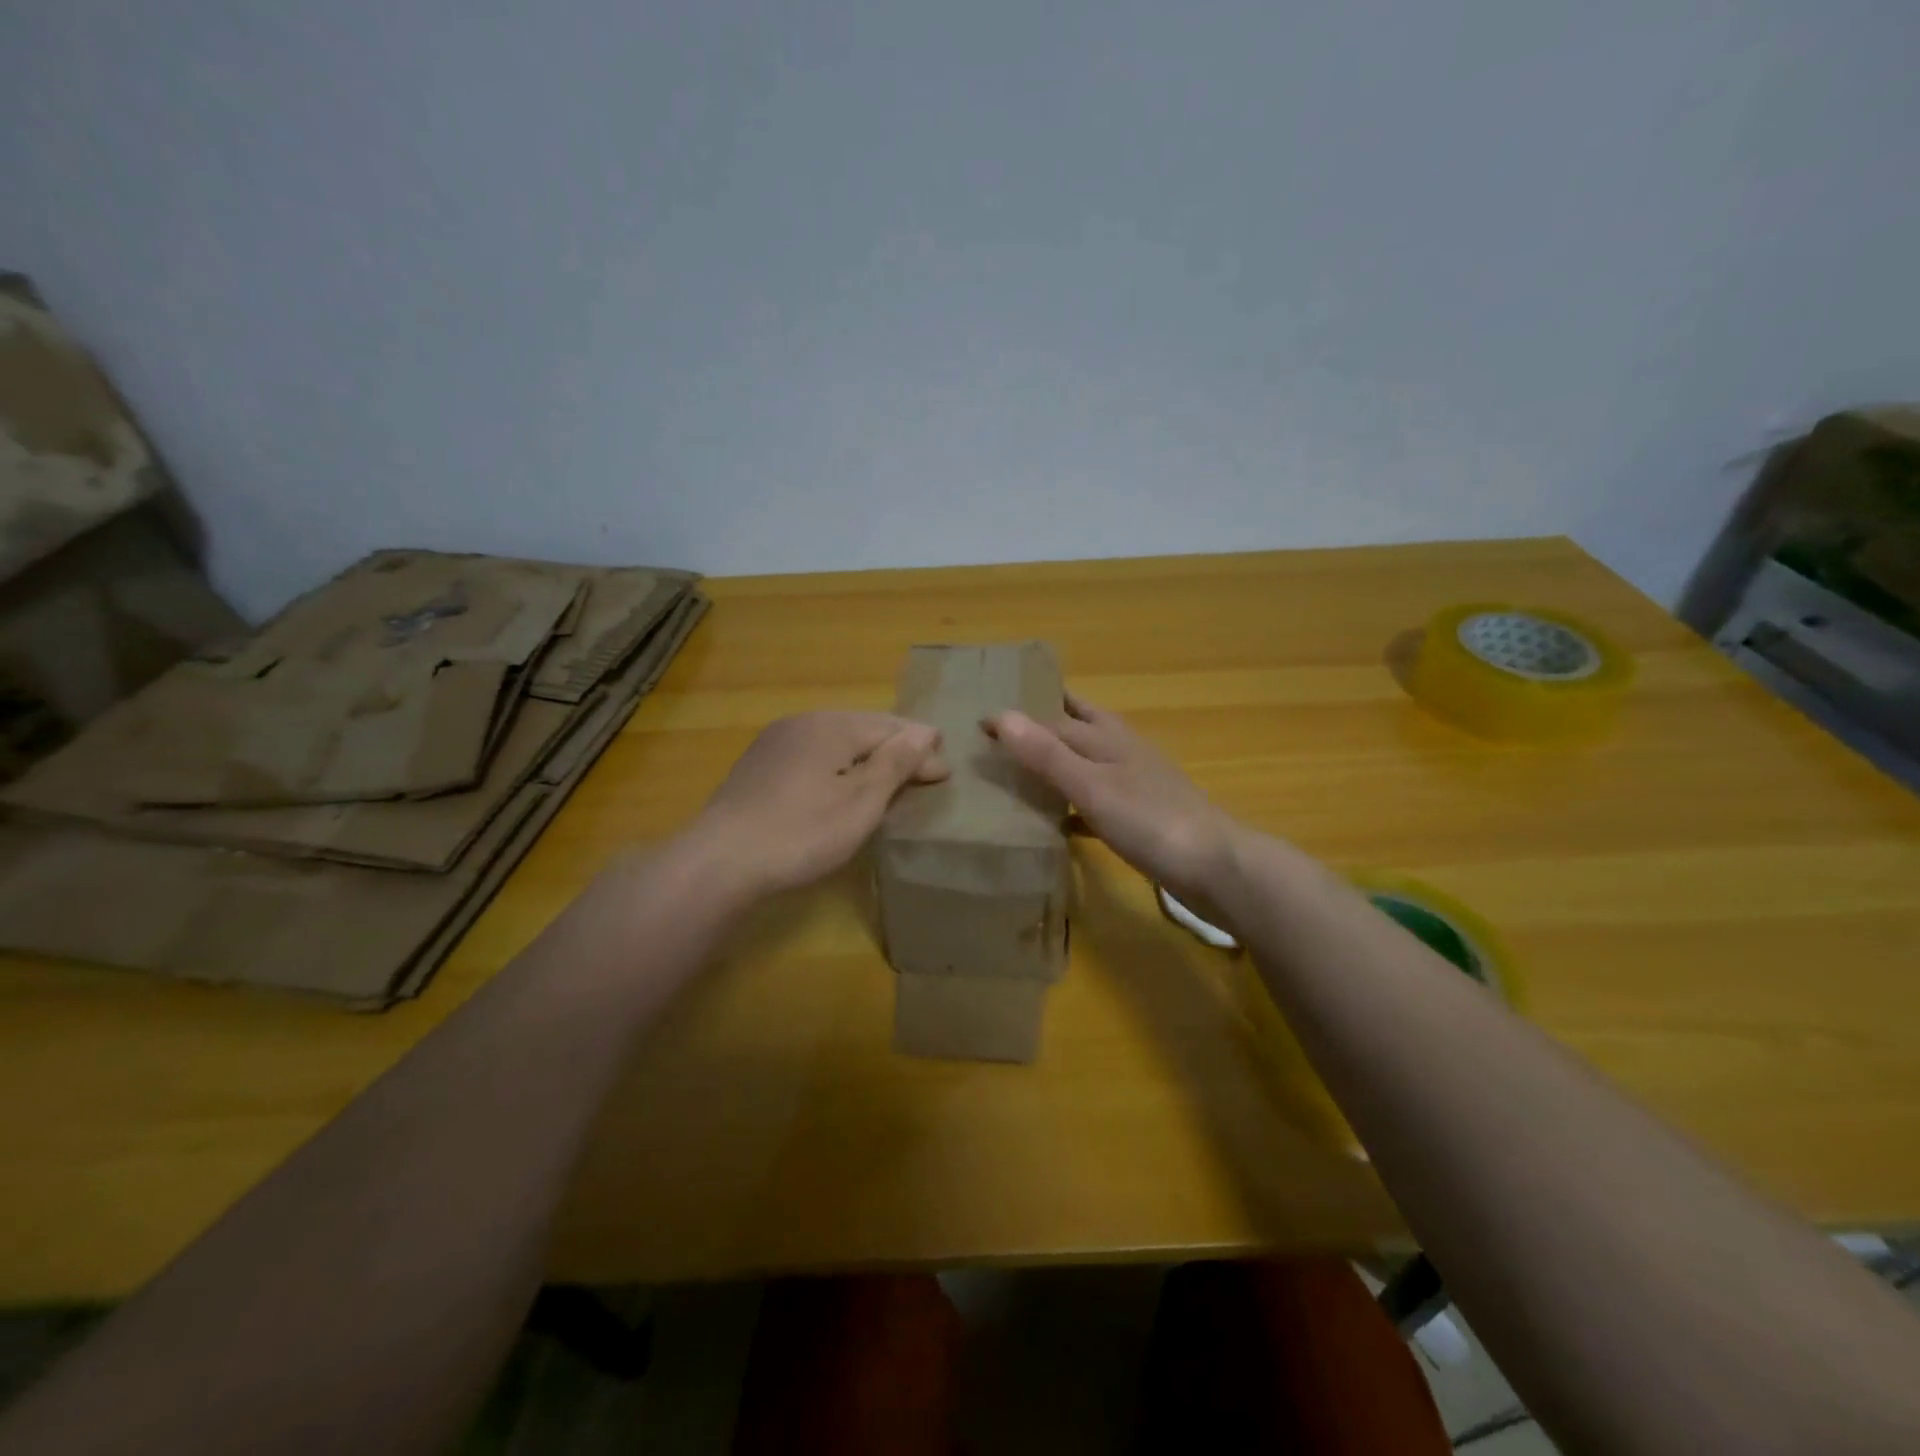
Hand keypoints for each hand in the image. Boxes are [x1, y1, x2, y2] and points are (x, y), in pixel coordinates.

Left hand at [683, 712, 948, 900]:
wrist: (719, 862)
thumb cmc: (802, 832)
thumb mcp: (860, 801)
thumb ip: (895, 763)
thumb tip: (925, 731)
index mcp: (832, 725)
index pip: (891, 729)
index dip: (921, 750)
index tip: (945, 774)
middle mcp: (803, 722)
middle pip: (863, 730)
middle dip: (896, 750)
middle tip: (924, 775)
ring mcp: (776, 742)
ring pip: (836, 743)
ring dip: (867, 759)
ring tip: (890, 781)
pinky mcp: (758, 767)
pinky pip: (813, 757)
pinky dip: (838, 768)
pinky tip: (842, 788)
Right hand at [985, 694, 1240, 901]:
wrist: (1214, 866)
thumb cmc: (1149, 820)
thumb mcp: (1090, 786)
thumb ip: (1047, 754)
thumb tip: (1001, 715)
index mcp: (1107, 737)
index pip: (1053, 717)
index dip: (1018, 718)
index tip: (980, 722)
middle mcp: (1122, 751)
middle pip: (1080, 725)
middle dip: (1048, 720)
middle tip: (1009, 725)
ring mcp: (1136, 783)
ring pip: (1090, 761)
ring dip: (1061, 760)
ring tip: (1025, 768)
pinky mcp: (1143, 815)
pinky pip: (1100, 800)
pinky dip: (1077, 803)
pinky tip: (1060, 821)